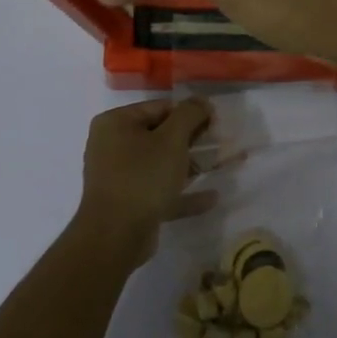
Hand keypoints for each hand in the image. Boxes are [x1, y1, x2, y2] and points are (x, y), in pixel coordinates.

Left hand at [75, 98, 216, 266]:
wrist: (114, 236)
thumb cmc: (142, 177)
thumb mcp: (171, 139)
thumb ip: (189, 114)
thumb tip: (202, 101)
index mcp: (116, 123)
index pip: (159, 108)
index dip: (190, 113)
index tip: (216, 122)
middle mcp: (112, 146)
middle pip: (160, 135)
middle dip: (194, 140)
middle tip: (223, 142)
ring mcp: (119, 176)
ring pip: (162, 164)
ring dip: (192, 165)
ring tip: (224, 165)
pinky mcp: (129, 203)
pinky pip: (160, 191)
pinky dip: (183, 193)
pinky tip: (211, 197)